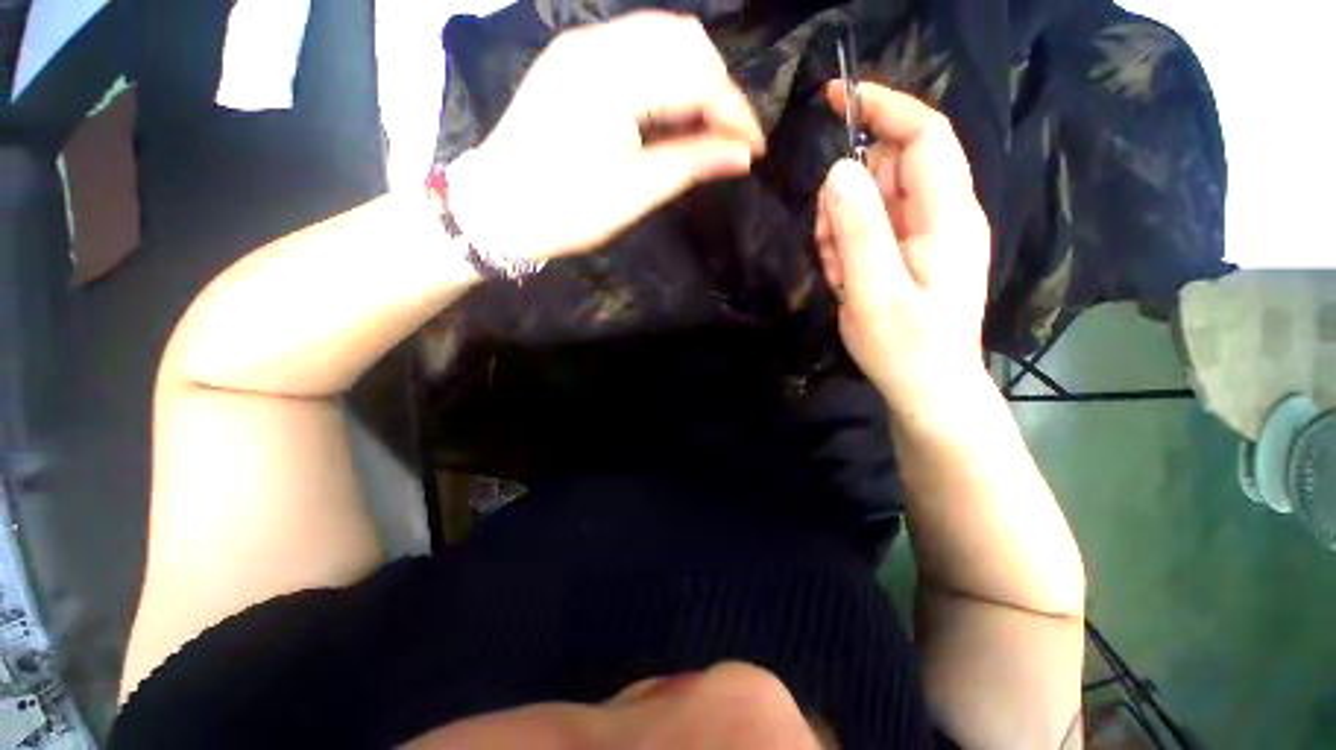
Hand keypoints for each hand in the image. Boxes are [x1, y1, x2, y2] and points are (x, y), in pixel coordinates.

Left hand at [445, 12, 764, 260]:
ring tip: (705, 126)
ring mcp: (581, 44)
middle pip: (685, 41)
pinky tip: (672, 108)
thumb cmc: (566, 211)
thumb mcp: (634, 194)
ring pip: (663, 35)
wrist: (498, 207)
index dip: (734, 112)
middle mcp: (596, 46)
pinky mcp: (573, 54)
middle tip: (728, 138)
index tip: (754, 147)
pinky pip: (637, 44)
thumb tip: (742, 155)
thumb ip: (691, 164)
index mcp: (612, 85)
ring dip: (695, 76)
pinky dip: (666, 71)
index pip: (697, 79)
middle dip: (719, 88)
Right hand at [815, 82, 990, 414]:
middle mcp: (942, 215)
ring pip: (870, 202)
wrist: (927, 389)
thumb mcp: (874, 292)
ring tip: (841, 275)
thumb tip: (839, 169)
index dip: (884, 107)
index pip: (923, 135)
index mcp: (946, 217)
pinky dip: (847, 248)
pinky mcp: (909, 252)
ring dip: (842, 230)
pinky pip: (869, 229)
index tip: (834, 100)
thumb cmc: (906, 348)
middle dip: (846, 200)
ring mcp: (925, 235)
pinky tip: (847, 281)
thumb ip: (858, 230)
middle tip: (831, 248)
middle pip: (886, 171)